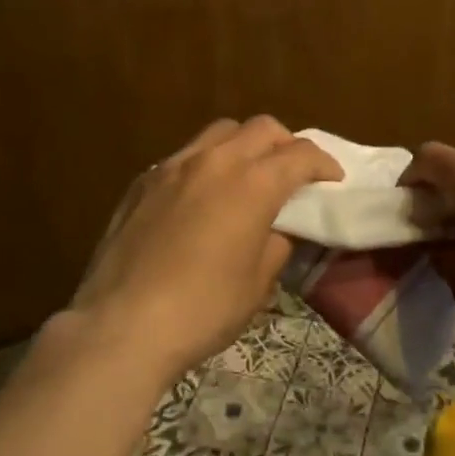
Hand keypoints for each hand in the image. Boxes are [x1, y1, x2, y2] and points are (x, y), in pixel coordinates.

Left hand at [72, 117, 342, 386]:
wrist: (121, 327)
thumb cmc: (202, 310)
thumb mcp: (258, 283)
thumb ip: (277, 242)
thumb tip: (279, 227)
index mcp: (252, 184)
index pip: (300, 155)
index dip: (324, 164)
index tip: (332, 179)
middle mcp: (215, 162)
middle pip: (262, 128)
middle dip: (286, 144)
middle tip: (293, 174)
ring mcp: (173, 166)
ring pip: (220, 132)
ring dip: (244, 146)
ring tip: (246, 177)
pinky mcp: (143, 181)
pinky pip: (185, 156)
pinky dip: (207, 164)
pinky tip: (202, 198)